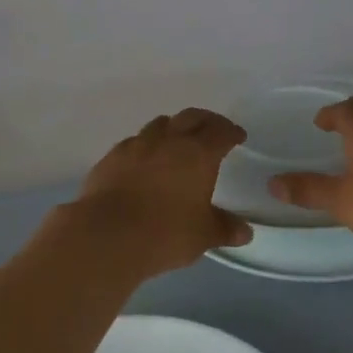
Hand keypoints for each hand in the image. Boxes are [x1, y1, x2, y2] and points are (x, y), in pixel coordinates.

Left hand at [66, 108, 253, 280]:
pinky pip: (134, 142)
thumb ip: (225, 229)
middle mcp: (168, 140)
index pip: (220, 132)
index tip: (237, 136)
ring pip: (159, 124)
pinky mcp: (112, 157)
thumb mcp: (203, 235)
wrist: (107, 234)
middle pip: (191, 117)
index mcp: (198, 153)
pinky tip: (145, 160)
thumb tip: (245, 232)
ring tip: (177, 141)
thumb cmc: (165, 232)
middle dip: (205, 120)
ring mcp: (136, 145)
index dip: (231, 131)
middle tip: (212, 130)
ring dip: (173, 128)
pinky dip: (146, 145)